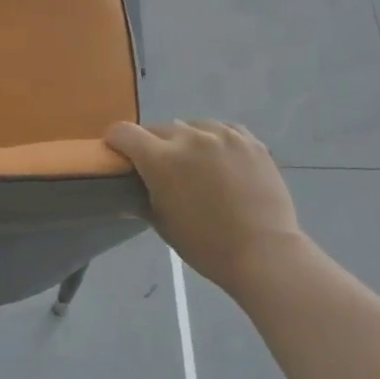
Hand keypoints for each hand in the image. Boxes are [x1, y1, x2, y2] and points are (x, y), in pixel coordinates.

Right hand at [105, 120, 303, 293]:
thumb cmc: (206, 245)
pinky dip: (214, 140)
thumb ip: (143, 195)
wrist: (264, 252)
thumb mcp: (162, 223)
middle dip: (152, 144)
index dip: (115, 141)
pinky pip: (222, 130)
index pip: (124, 132)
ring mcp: (223, 134)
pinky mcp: (249, 140)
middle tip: (160, 168)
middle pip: (158, 128)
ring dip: (185, 141)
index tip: (118, 154)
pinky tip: (219, 159)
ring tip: (195, 164)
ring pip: (192, 126)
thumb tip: (133, 185)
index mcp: (161, 159)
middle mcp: (190, 137)